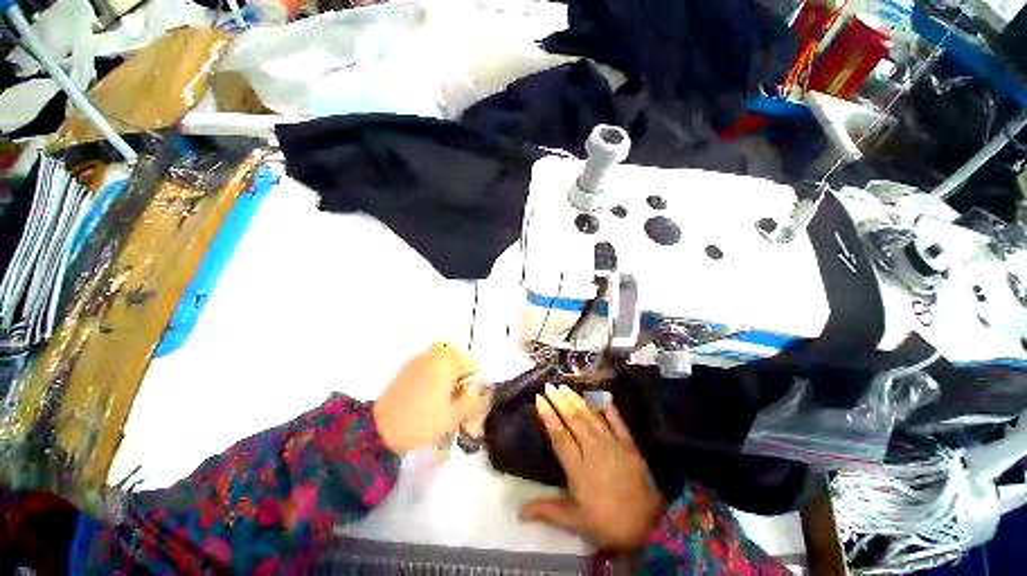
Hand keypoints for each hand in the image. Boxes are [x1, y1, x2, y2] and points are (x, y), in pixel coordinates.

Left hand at [374, 343, 486, 454]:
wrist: (380, 430)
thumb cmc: (422, 422)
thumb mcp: (454, 416)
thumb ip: (473, 400)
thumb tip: (481, 391)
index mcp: (447, 362)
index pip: (472, 365)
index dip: (473, 382)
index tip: (466, 399)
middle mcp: (433, 354)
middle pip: (457, 361)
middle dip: (460, 377)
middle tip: (455, 399)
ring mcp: (418, 359)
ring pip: (443, 363)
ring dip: (447, 376)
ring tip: (441, 399)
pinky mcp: (406, 367)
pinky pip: (428, 366)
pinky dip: (433, 376)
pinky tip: (426, 396)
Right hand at [520, 384, 662, 551]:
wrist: (648, 525)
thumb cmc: (607, 522)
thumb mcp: (575, 520)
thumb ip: (548, 510)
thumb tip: (519, 511)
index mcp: (578, 468)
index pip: (559, 436)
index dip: (548, 416)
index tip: (539, 399)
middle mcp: (593, 450)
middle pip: (573, 420)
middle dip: (559, 401)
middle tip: (549, 386)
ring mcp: (612, 443)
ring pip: (591, 416)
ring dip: (576, 400)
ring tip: (564, 387)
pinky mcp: (628, 443)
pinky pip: (616, 420)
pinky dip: (607, 406)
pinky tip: (600, 394)